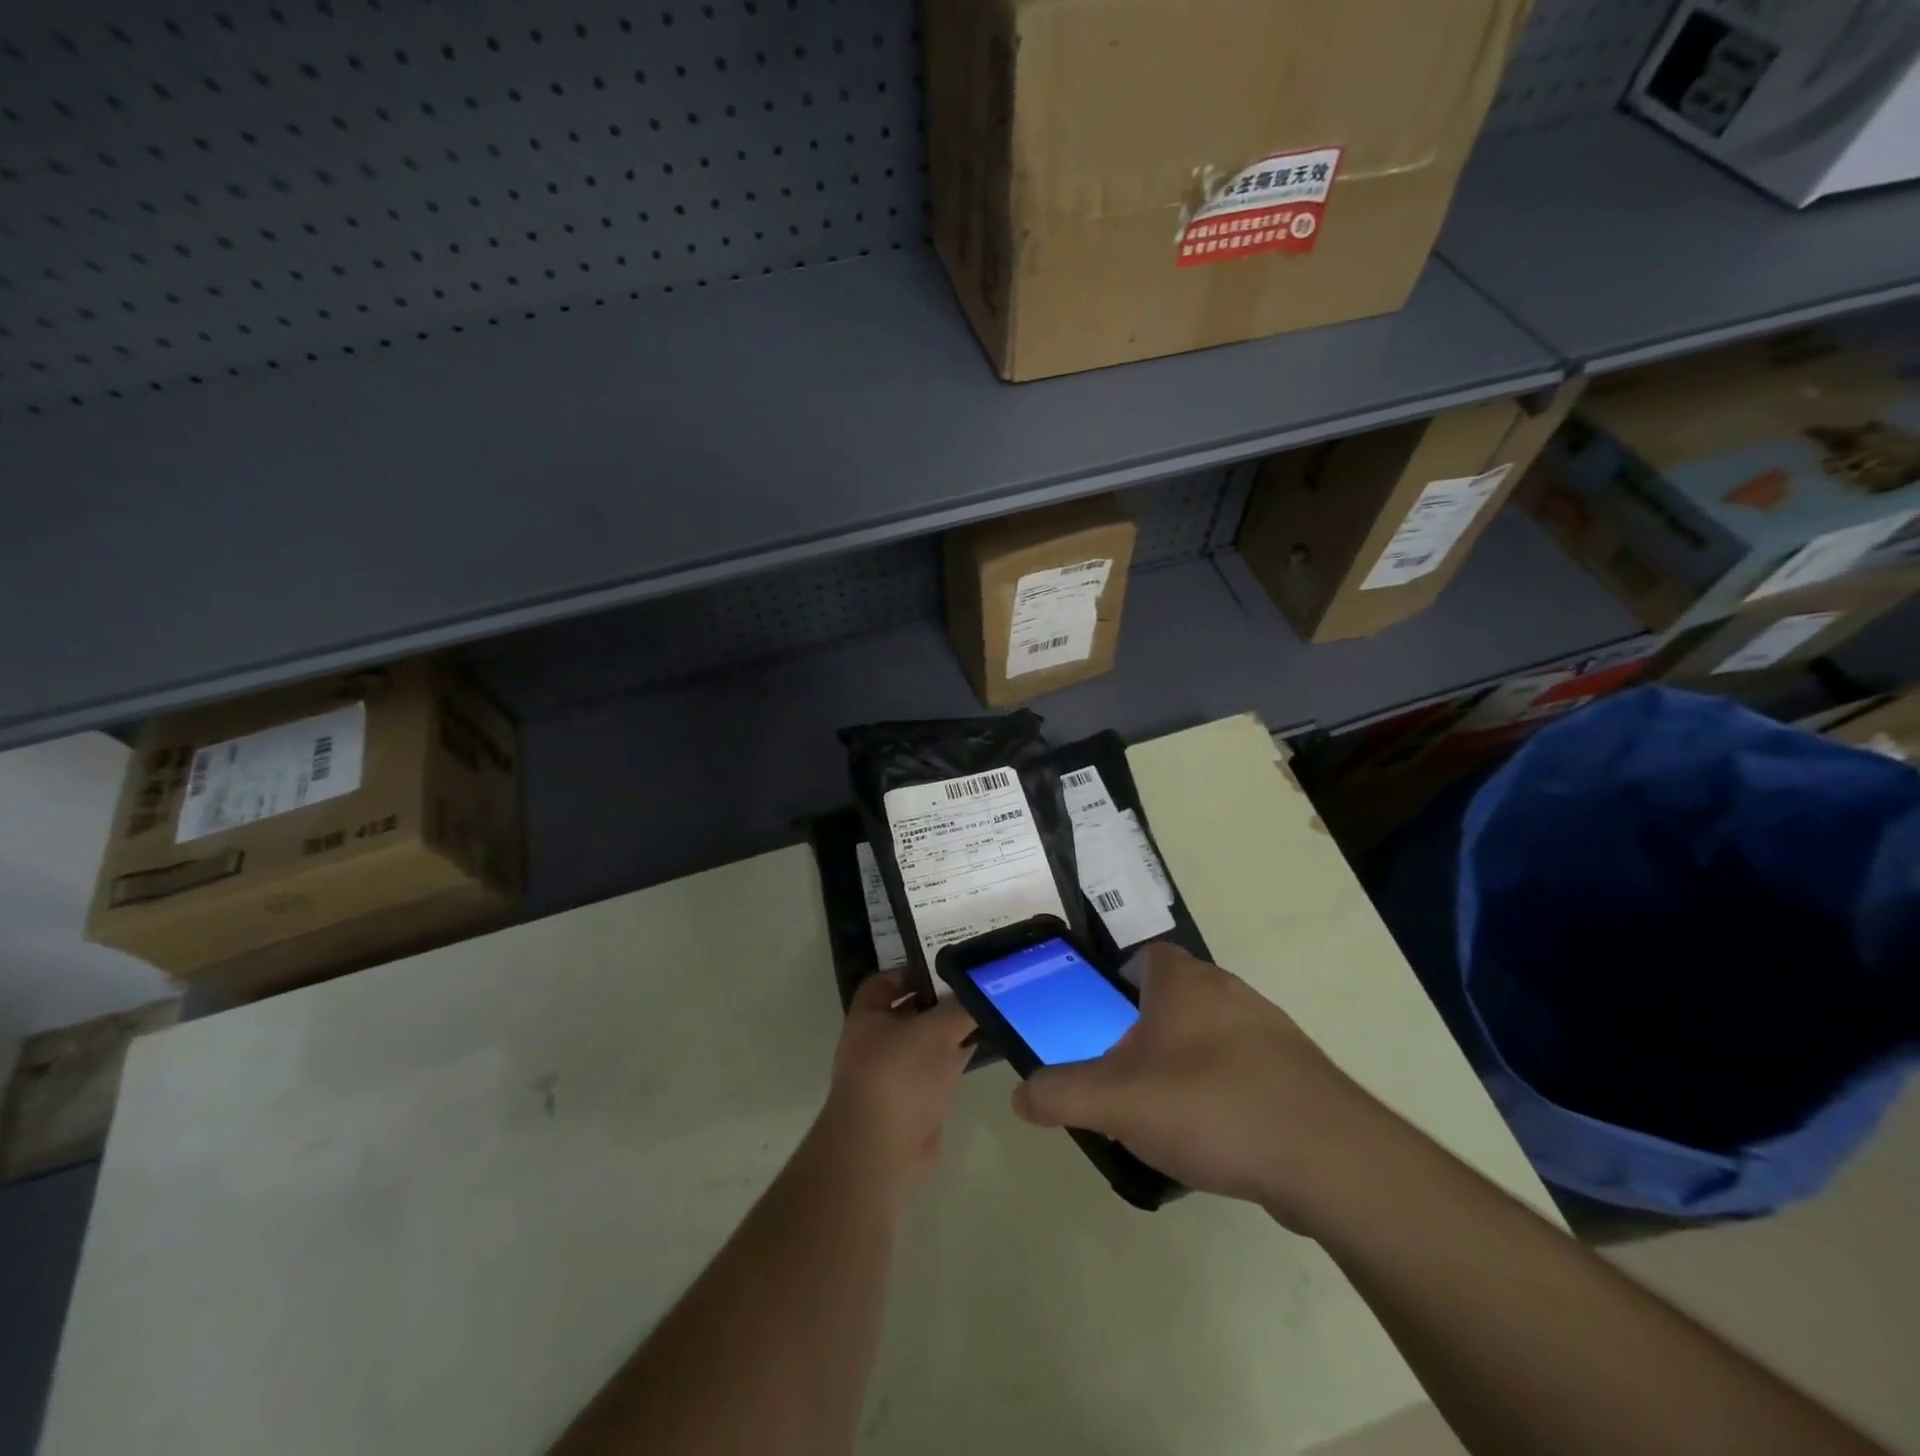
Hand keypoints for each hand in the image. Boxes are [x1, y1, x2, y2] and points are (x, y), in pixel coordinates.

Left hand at [819, 973, 975, 1201]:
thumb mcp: (933, 1030)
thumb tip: (981, 987)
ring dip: (953, 1030)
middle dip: (940, 1000)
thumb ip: (959, 1007)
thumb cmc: (898, 1076)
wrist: (883, 1151)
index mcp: (867, 1018)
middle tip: (976, 986)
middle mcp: (878, 1042)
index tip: (943, 967)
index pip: (883, 983)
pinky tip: (986, 1045)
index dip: (910, 972)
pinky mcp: (917, 1101)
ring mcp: (896, 1074)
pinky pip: (940, 1069)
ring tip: (988, 1009)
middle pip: (910, 1011)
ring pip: (928, 1042)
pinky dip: (959, 1057)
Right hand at [1011, 943, 1399, 1230]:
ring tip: (1166, 1112)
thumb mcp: (1116, 1102)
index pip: (1145, 956)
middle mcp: (1228, 991)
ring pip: (1212, 1033)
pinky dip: (1225, 1090)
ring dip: (1186, 1060)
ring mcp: (1270, 1030)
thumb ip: (1060, 1094)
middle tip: (1124, 1073)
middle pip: (1176, 996)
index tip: (1102, 1020)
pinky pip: (1245, 1069)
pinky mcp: (1299, 1072)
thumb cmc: (1211, 1106)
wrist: (1329, 1160)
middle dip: (1147, 1028)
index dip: (1118, 980)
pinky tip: (1216, 1136)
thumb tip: (1021, 1094)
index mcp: (1184, 982)